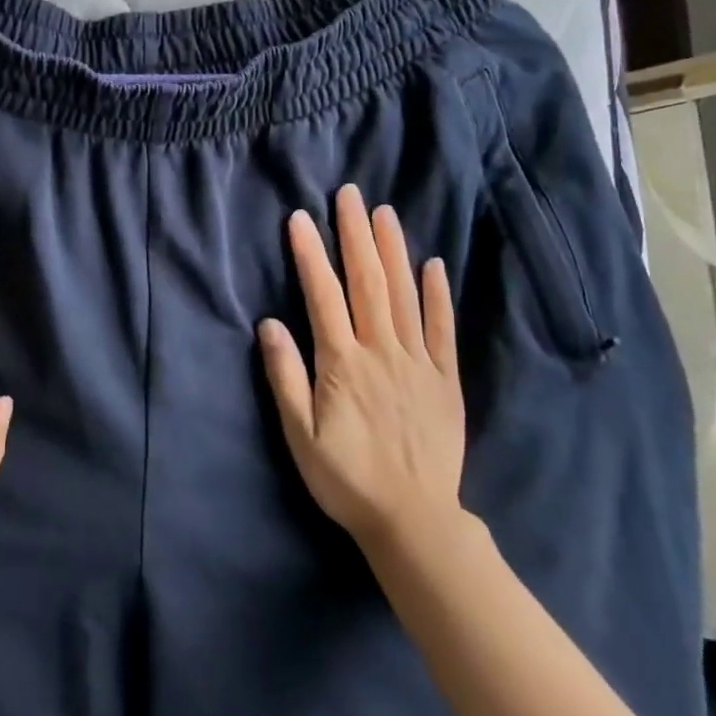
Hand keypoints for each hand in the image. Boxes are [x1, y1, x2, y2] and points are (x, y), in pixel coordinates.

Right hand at [257, 184, 466, 548]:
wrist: (413, 520)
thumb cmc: (346, 478)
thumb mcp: (300, 435)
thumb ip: (285, 377)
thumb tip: (269, 324)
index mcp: (343, 364)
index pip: (324, 296)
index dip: (311, 254)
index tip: (301, 218)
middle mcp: (382, 352)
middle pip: (368, 283)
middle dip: (356, 235)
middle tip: (350, 195)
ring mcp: (418, 363)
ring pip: (404, 295)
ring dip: (393, 251)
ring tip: (385, 213)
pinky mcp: (445, 379)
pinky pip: (442, 329)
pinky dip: (437, 295)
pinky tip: (433, 265)